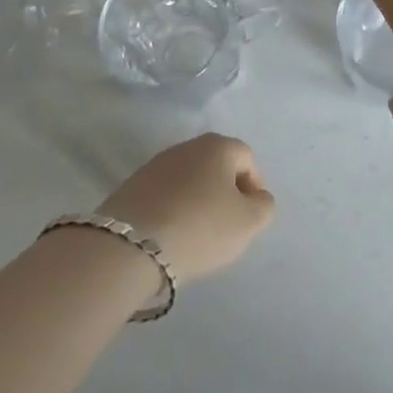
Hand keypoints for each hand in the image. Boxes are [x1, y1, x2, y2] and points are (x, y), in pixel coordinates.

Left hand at [98, 133, 274, 281]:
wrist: (129, 246)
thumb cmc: (200, 227)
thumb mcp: (248, 223)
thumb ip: (263, 206)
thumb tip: (256, 198)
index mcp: (218, 146)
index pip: (247, 158)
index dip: (254, 187)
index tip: (249, 218)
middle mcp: (187, 146)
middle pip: (216, 166)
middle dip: (224, 193)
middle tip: (225, 227)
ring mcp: (155, 164)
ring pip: (188, 180)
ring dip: (197, 201)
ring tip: (195, 235)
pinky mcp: (131, 186)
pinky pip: (163, 195)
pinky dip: (172, 210)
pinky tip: (170, 236)